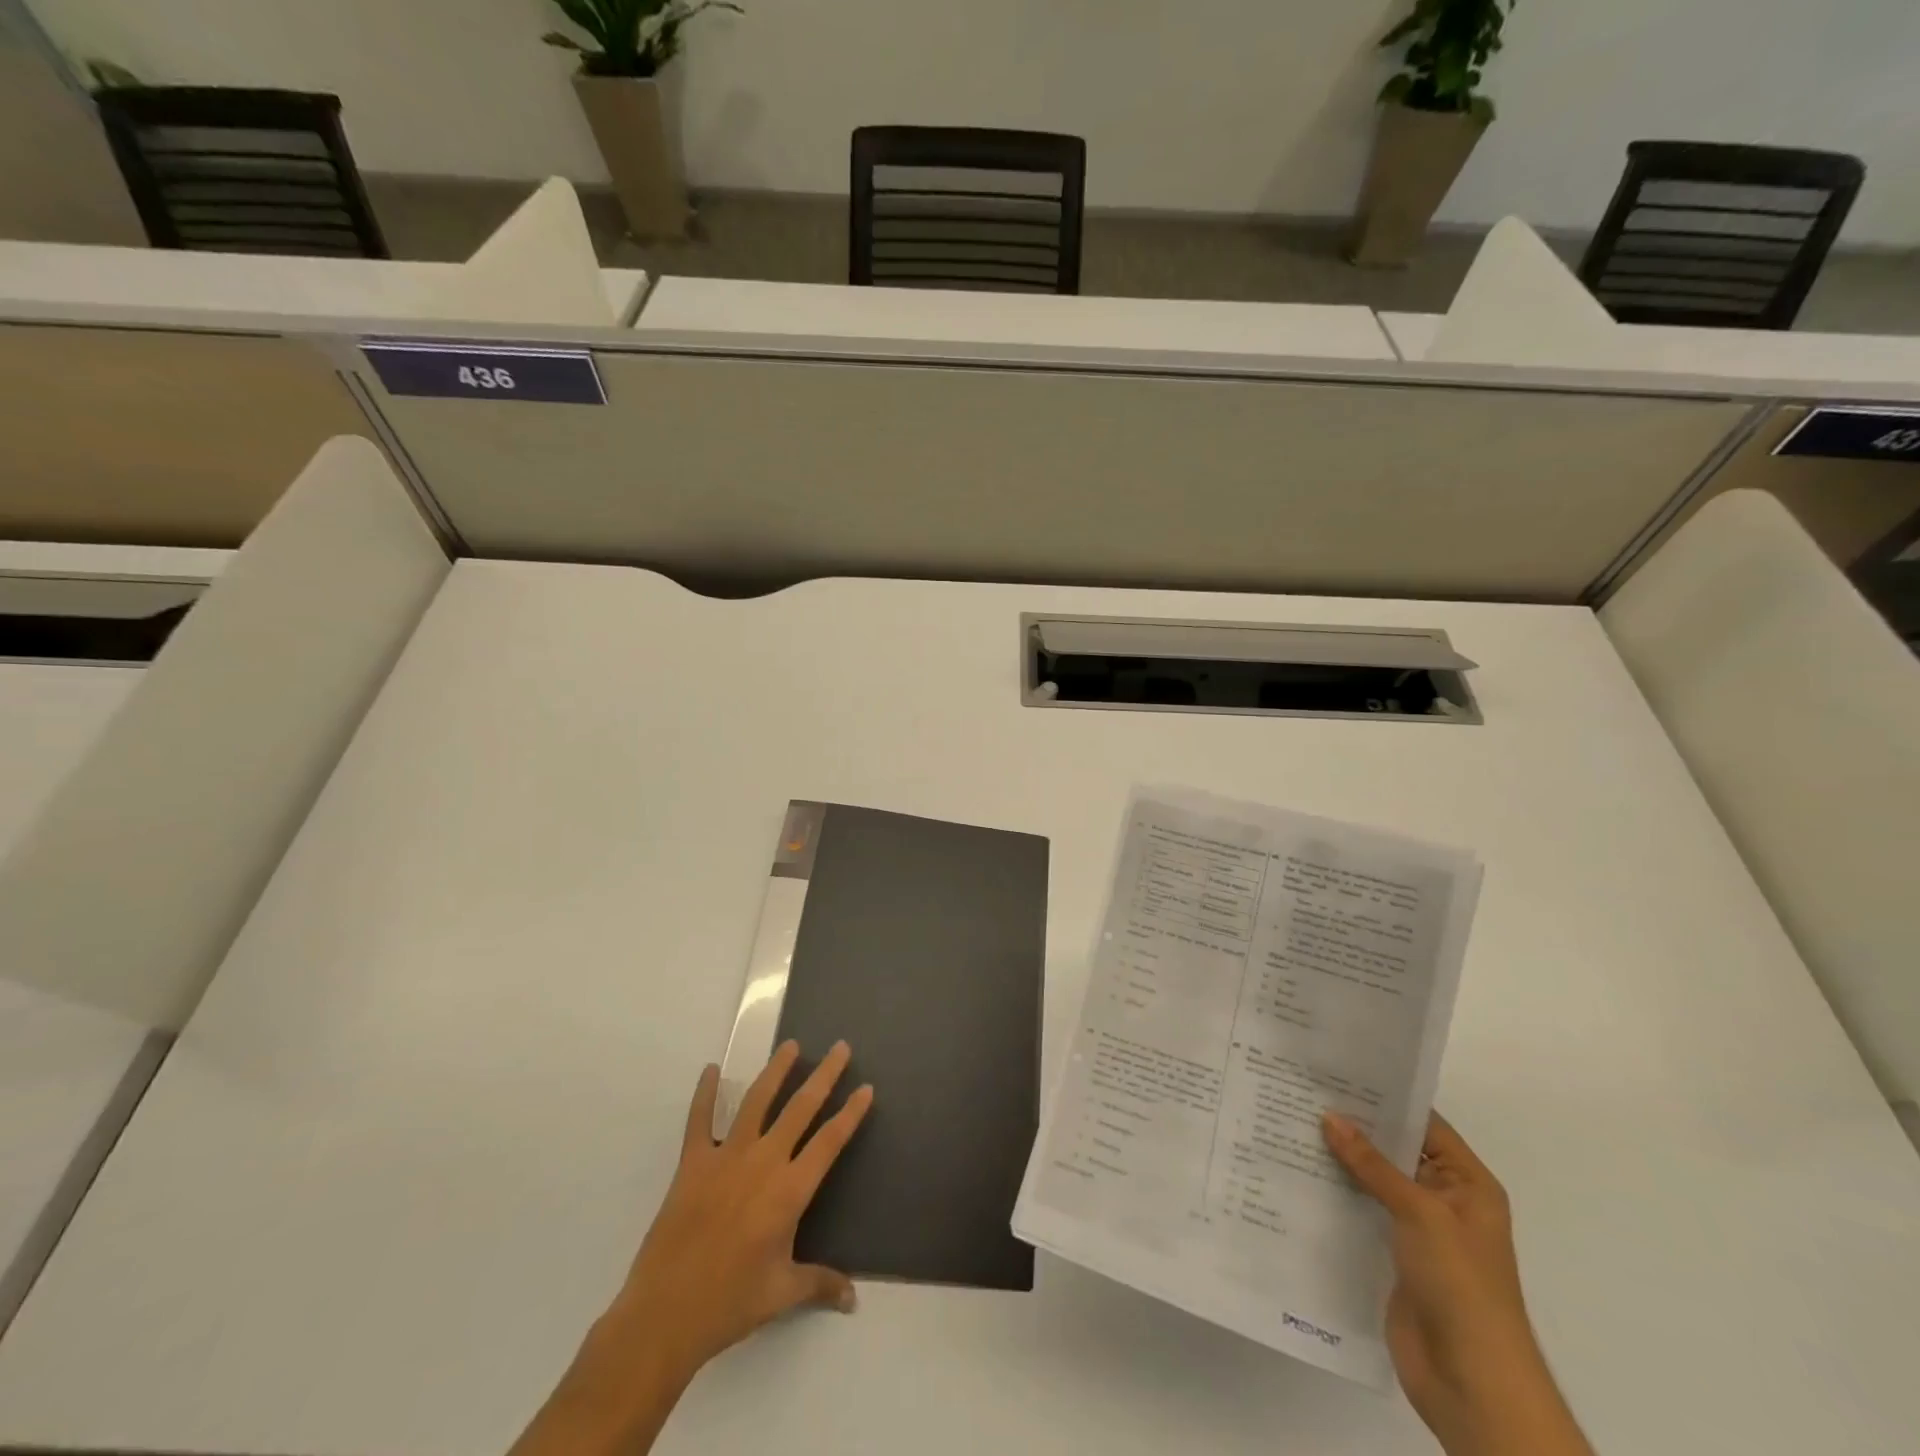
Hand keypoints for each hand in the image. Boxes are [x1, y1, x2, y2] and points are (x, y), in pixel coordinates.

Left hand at [613, 1039, 874, 1380]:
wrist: (664, 1316)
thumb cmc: (729, 1305)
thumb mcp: (782, 1294)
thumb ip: (820, 1285)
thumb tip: (854, 1299)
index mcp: (790, 1191)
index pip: (830, 1142)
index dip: (850, 1113)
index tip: (866, 1087)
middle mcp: (763, 1162)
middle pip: (801, 1108)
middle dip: (824, 1076)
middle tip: (840, 1047)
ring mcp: (726, 1158)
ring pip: (757, 1102)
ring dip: (776, 1071)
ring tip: (791, 1045)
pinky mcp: (693, 1163)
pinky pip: (700, 1120)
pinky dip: (705, 1094)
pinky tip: (711, 1070)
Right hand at [1323, 1111, 1591, 1455]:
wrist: (1472, 1382)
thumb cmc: (1461, 1285)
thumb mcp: (1420, 1213)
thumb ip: (1373, 1164)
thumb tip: (1330, 1116)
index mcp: (1467, 1184)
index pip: (1424, 1124)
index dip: (1385, 1098)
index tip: (1337, 1072)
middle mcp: (1444, 1200)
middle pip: (1395, 1151)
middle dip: (1355, 1127)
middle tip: (1303, 1092)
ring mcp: (1418, 1231)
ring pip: (1374, 1181)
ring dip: (1340, 1160)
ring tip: (1290, 1124)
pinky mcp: (1393, 1256)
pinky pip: (1362, 1212)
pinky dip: (1336, 1194)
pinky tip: (1298, 1174)